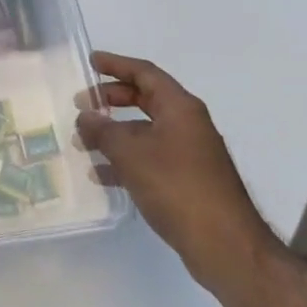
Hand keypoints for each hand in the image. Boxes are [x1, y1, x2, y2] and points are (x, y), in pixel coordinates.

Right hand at [77, 52, 278, 296]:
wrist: (225, 245)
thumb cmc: (177, 187)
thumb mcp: (131, 154)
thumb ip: (103, 130)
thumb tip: (85, 116)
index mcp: (180, 108)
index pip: (145, 73)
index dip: (116, 64)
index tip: (90, 62)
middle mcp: (188, 124)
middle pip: (145, 100)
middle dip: (112, 100)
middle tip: (81, 104)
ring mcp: (189, 153)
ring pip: (145, 132)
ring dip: (114, 133)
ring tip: (83, 143)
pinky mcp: (187, 180)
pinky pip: (150, 158)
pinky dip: (125, 160)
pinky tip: (101, 175)